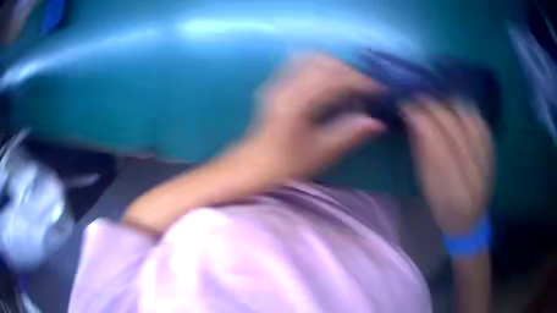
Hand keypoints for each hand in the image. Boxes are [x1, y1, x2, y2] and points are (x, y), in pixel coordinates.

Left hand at [244, 54, 385, 180]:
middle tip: (369, 84)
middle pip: (324, 62)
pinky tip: (333, 80)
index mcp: (295, 103)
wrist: (252, 164)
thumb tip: (377, 121)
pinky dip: (323, 67)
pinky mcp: (277, 83)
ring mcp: (278, 81)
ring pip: (313, 59)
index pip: (334, 80)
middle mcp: (284, 85)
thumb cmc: (284, 165)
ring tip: (354, 81)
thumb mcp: (320, 153)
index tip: (381, 87)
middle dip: (351, 69)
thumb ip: (348, 134)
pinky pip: (303, 64)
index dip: (361, 81)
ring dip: (337, 65)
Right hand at [403, 98, 493, 235]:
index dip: (417, 114)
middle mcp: (471, 166)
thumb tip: (412, 119)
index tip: (405, 104)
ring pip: (467, 114)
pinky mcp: (492, 149)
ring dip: (449, 103)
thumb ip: (421, 151)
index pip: (431, 134)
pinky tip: (457, 111)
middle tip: (418, 99)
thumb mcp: (427, 185)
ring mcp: (485, 155)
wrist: (470, 219)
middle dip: (430, 105)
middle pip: (449, 120)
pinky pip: (479, 119)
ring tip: (438, 104)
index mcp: (450, 180)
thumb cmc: (444, 207)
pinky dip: (466, 110)